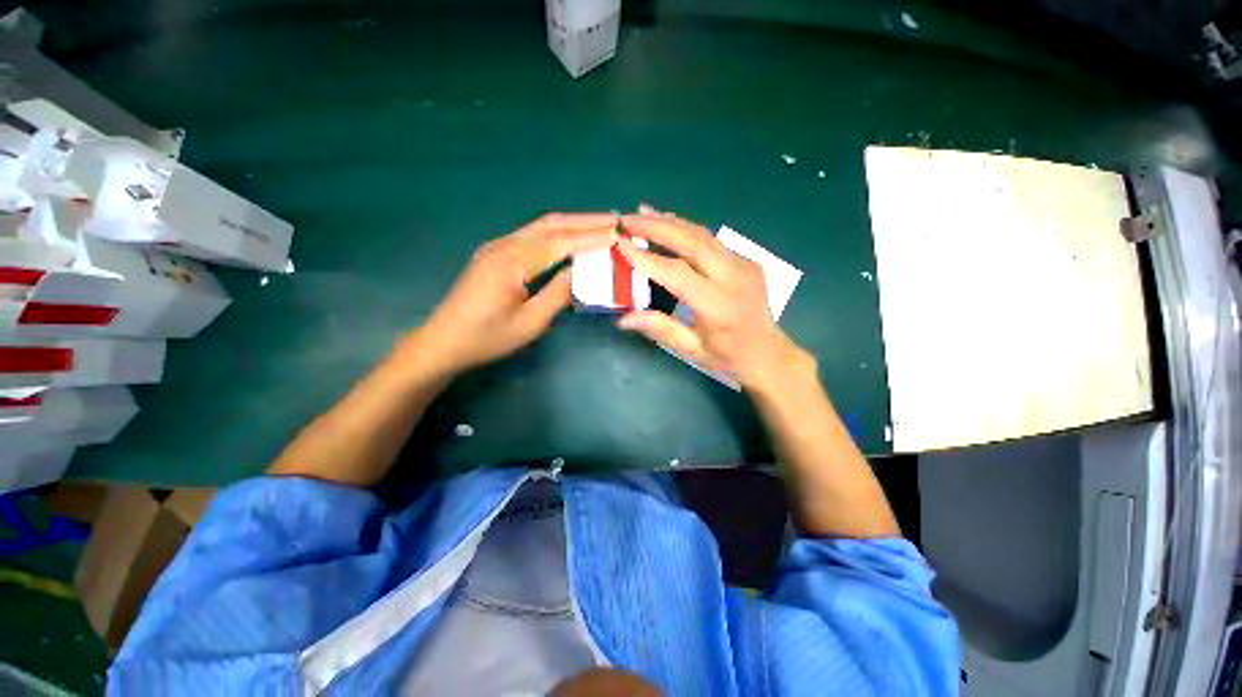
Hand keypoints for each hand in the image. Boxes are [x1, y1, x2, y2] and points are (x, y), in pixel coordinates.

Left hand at [405, 213, 616, 376]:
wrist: (443, 341)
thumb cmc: (488, 338)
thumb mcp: (530, 323)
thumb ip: (558, 294)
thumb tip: (584, 272)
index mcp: (512, 262)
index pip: (560, 243)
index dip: (592, 238)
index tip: (619, 234)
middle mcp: (505, 245)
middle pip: (552, 224)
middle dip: (587, 221)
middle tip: (617, 220)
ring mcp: (498, 246)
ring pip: (542, 226)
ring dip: (574, 223)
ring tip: (602, 224)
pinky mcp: (496, 253)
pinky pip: (532, 236)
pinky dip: (558, 233)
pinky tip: (572, 236)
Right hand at [616, 206, 812, 392]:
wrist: (768, 354)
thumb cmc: (728, 358)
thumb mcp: (692, 351)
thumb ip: (660, 329)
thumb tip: (624, 318)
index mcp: (718, 306)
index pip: (678, 274)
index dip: (647, 258)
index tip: (620, 244)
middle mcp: (733, 279)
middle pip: (692, 242)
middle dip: (657, 227)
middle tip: (628, 219)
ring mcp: (744, 265)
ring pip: (703, 235)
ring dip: (671, 222)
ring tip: (643, 213)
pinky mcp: (746, 260)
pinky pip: (712, 240)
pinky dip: (686, 230)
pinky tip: (669, 226)